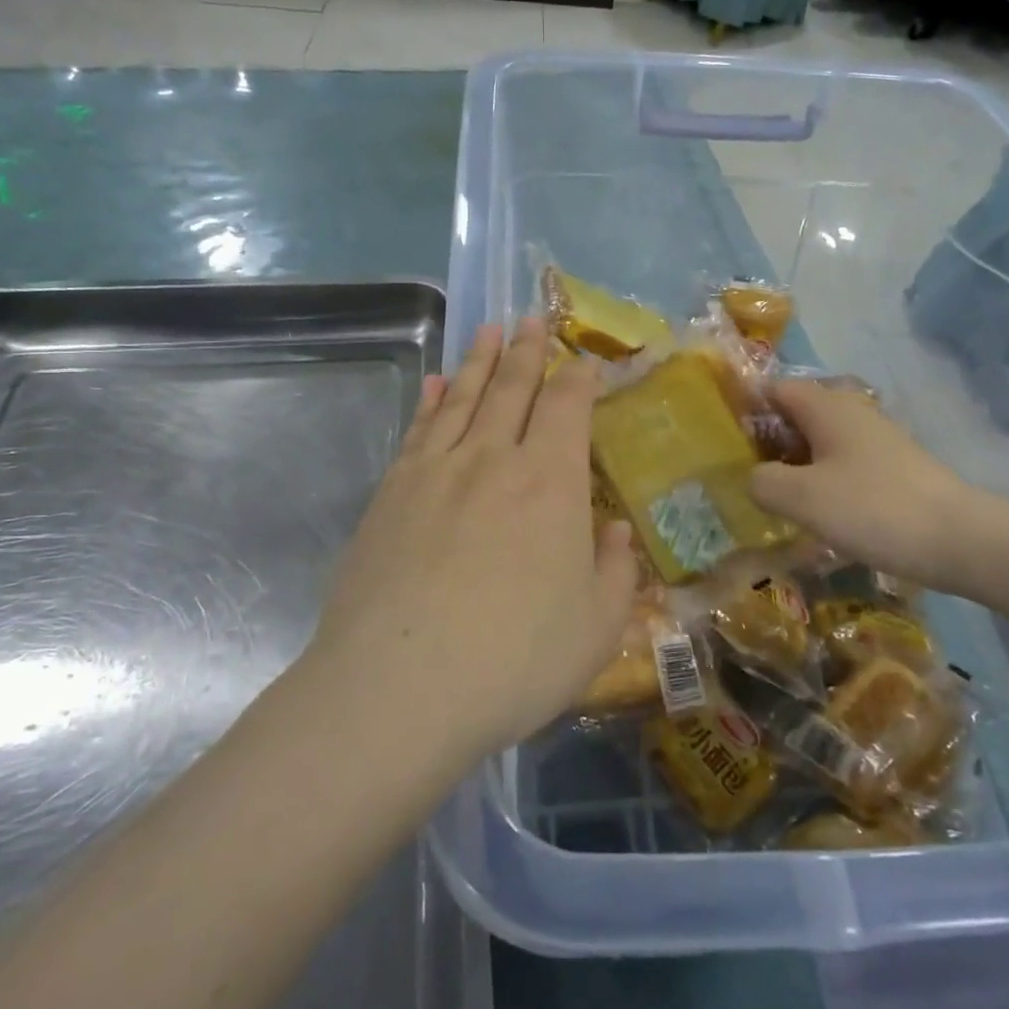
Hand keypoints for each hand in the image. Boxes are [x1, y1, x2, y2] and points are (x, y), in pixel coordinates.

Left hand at [304, 320, 638, 760]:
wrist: (398, 689)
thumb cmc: (514, 661)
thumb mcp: (597, 628)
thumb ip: (616, 571)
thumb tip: (615, 529)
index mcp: (550, 483)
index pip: (567, 407)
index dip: (579, 378)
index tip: (584, 359)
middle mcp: (493, 459)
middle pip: (513, 388)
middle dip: (528, 351)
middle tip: (531, 319)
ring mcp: (435, 472)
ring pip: (465, 398)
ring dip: (481, 361)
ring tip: (490, 331)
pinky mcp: (392, 493)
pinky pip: (419, 429)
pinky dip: (433, 400)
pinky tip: (437, 384)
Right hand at [749, 381, 981, 592]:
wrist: (958, 539)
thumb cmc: (872, 508)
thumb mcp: (802, 498)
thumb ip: (762, 482)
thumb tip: (752, 478)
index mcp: (826, 408)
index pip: (774, 388)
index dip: (745, 406)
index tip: (721, 437)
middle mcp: (851, 413)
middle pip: (796, 414)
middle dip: (766, 439)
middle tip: (740, 473)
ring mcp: (875, 440)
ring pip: (819, 441)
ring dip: (793, 463)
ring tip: (771, 496)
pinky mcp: (891, 468)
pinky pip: (841, 463)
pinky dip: (820, 478)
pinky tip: (813, 510)